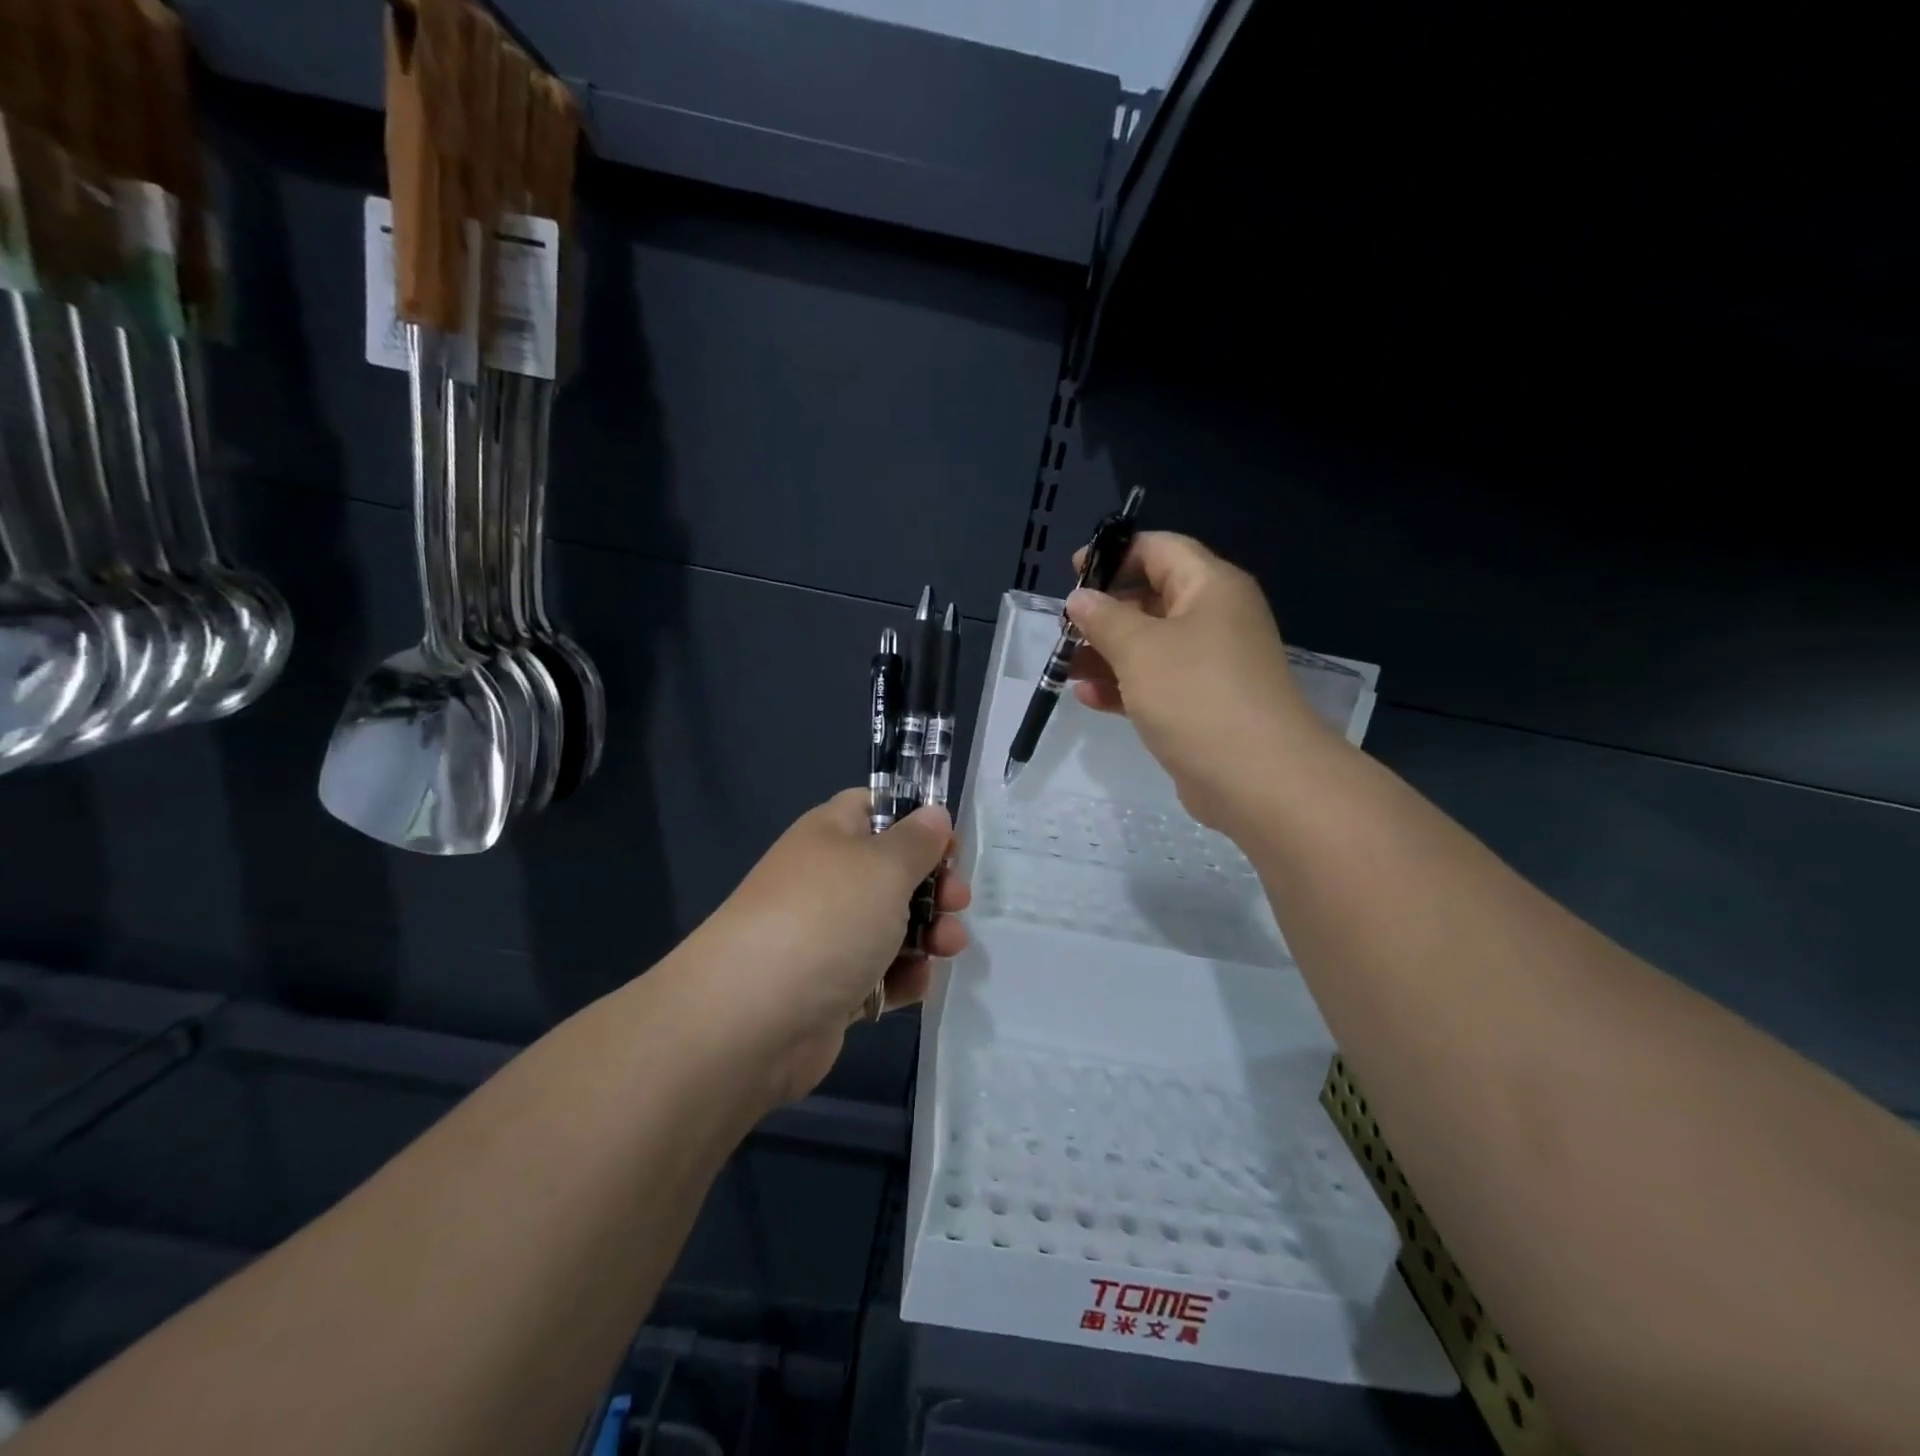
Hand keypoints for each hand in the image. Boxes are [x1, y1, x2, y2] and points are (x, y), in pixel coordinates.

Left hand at [683, 790, 969, 1103]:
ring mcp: (824, 936)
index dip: (916, 820)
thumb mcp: (884, 866)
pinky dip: (900, 978)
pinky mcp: (828, 988)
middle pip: (890, 871)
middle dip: (932, 886)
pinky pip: (876, 974)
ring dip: (927, 935)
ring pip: (889, 925)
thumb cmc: (827, 919)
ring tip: (949, 947)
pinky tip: (914, 986)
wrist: (751, 1019)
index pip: (875, 808)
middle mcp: (825, 880)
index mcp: (830, 834)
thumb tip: (933, 814)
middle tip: (958, 902)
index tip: (950, 845)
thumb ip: (917, 841)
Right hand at [1066, 531, 1330, 831]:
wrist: (1256, 777)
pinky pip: (1158, 683)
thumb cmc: (1194, 694)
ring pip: (1151, 645)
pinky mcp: (1203, 704)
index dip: (1115, 555)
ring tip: (1065, 669)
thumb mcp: (1139, 648)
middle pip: (1152, 598)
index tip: (1073, 574)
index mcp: (1210, 587)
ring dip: (1107, 654)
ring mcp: (1211, 664)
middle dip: (1104, 613)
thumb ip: (1104, 618)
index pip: (1160, 549)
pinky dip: (1124, 686)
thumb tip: (1081, 598)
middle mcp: (1215, 618)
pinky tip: (1088, 698)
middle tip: (1064, 631)